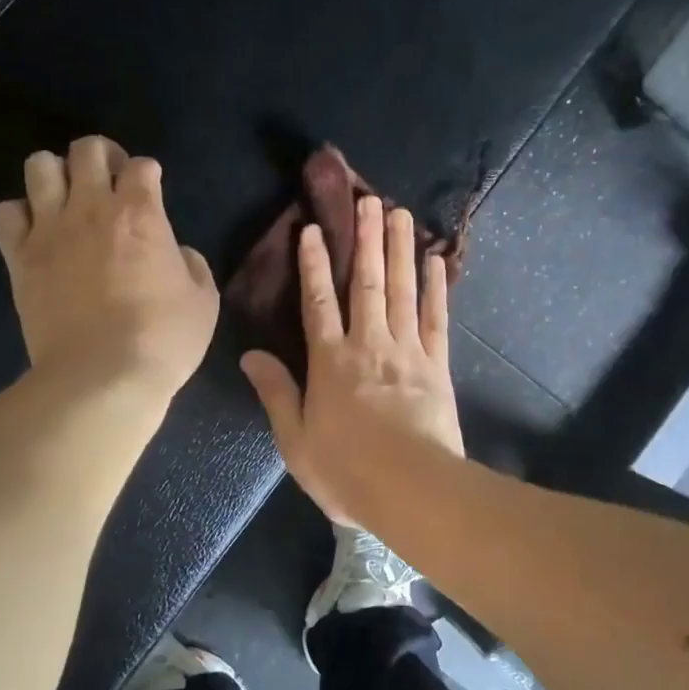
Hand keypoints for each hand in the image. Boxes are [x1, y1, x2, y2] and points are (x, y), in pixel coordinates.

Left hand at [0, 136, 218, 394]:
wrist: (103, 377)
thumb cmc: (164, 338)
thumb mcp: (203, 300)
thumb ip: (191, 264)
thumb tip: (175, 253)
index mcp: (141, 214)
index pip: (142, 165)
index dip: (149, 173)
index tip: (151, 190)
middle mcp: (92, 208)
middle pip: (87, 149)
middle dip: (102, 156)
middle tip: (110, 181)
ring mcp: (50, 230)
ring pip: (39, 166)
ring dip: (56, 174)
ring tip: (67, 198)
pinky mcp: (20, 258)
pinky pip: (6, 213)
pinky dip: (20, 214)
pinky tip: (35, 231)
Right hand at [240, 195, 463, 523]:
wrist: (413, 490)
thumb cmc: (347, 471)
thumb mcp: (296, 440)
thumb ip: (276, 393)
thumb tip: (251, 354)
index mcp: (330, 362)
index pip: (317, 302)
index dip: (313, 264)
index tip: (313, 228)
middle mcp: (369, 344)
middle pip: (365, 282)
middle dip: (365, 239)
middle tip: (368, 199)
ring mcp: (407, 350)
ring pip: (402, 289)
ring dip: (400, 249)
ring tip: (401, 212)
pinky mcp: (437, 364)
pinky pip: (437, 317)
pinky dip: (436, 287)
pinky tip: (436, 260)